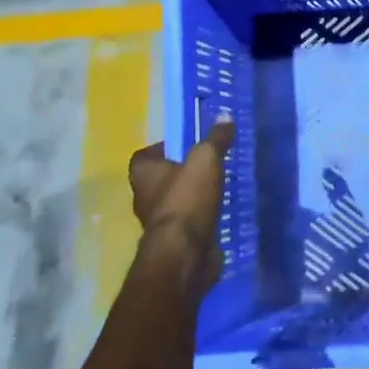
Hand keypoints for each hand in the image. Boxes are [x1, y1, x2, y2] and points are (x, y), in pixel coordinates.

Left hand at [126, 119, 234, 299]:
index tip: (188, 144)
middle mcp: (145, 196)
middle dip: (183, 171)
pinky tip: (222, 209)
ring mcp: (160, 221)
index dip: (165, 147)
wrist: (186, 253)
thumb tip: (224, 115)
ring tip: (220, 184)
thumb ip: (215, 138)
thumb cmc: (187, 200)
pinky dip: (202, 215)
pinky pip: (190, 220)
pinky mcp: (177, 240)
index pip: (146, 155)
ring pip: (177, 200)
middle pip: (162, 177)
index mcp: (143, 173)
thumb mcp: (205, 160)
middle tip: (210, 162)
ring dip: (194, 194)